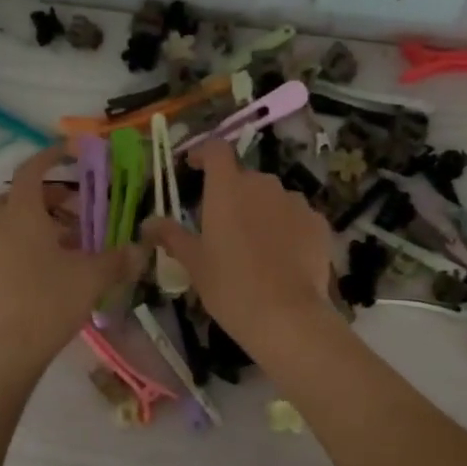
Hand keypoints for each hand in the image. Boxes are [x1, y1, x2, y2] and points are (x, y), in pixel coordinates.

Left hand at [0, 145, 144, 374]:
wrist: (6, 350)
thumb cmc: (49, 302)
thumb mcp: (92, 278)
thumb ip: (118, 259)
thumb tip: (140, 249)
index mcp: (22, 214)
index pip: (32, 170)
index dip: (51, 156)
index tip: (70, 152)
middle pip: (20, 195)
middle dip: (50, 195)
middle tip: (79, 207)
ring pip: (12, 221)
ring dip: (40, 221)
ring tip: (72, 240)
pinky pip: (6, 243)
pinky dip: (28, 241)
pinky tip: (53, 266)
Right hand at [140, 140, 337, 349]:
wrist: (286, 316)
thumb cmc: (230, 286)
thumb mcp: (194, 263)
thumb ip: (171, 236)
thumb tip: (148, 222)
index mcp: (227, 188)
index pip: (215, 149)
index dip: (203, 153)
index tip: (193, 167)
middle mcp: (263, 184)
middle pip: (244, 178)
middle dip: (232, 195)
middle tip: (222, 227)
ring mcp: (295, 202)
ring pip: (272, 198)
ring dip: (261, 212)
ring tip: (255, 246)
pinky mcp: (318, 223)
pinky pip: (297, 217)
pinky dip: (287, 229)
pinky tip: (282, 258)